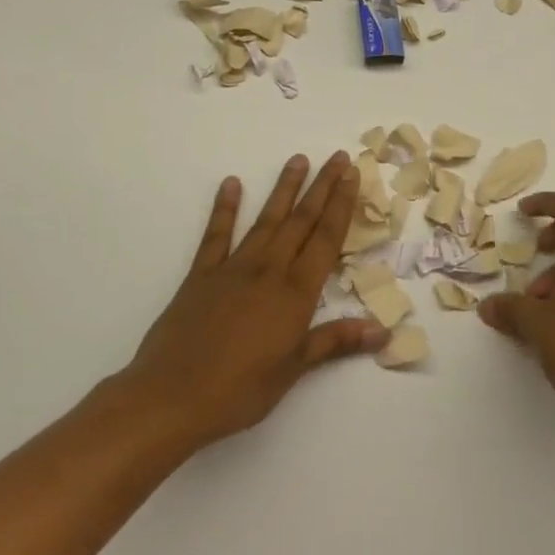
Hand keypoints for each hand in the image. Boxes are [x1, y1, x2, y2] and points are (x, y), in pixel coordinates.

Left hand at [113, 153, 387, 453]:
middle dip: (322, 187)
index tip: (352, 175)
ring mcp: (233, 268)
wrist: (171, 397)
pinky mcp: (201, 275)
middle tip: (337, 157)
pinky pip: (216, 235)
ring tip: (298, 160)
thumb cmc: (240, 389)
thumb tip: (383, 331)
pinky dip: (225, 208)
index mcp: (296, 293)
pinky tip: (232, 184)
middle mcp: (268, 270)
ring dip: (284, 189)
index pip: (326, 238)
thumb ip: (336, 341)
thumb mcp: (294, 369)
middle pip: (301, 221)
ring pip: (266, 220)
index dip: (341, 205)